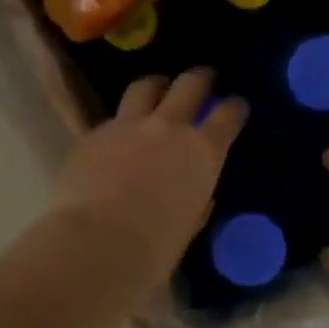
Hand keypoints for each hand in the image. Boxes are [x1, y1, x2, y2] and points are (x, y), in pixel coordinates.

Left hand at [51, 70, 246, 289]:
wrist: (96, 243)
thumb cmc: (153, 249)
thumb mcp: (187, 227)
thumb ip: (195, 203)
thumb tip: (198, 196)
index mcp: (202, 153)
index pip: (226, 117)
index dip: (234, 108)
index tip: (236, 106)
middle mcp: (168, 129)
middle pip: (189, 85)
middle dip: (199, 79)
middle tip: (203, 78)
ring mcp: (127, 126)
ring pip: (144, 87)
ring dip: (156, 86)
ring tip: (157, 88)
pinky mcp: (93, 134)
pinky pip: (112, 118)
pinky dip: (121, 122)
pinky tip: (117, 136)